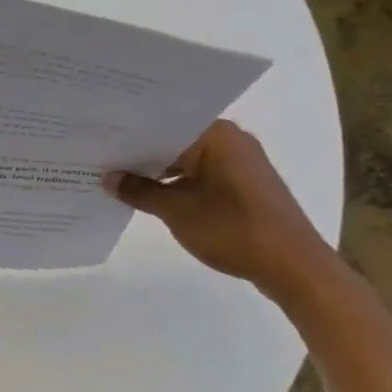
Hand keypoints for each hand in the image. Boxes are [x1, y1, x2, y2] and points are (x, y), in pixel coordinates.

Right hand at [103, 120, 337, 301]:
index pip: (161, 124)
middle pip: (174, 140)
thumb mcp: (176, 211)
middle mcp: (230, 139)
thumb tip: (108, 178)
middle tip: (100, 158)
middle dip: (140, 154)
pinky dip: (178, 183)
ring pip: (187, 158)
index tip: (98, 141)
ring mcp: (240, 162)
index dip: (128, 134)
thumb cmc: (233, 229)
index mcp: (215, 134)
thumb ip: (139, 191)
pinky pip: (202, 174)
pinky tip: (152, 196)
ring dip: (159, 171)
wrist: (293, 266)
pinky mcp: (245, 184)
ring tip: (119, 179)